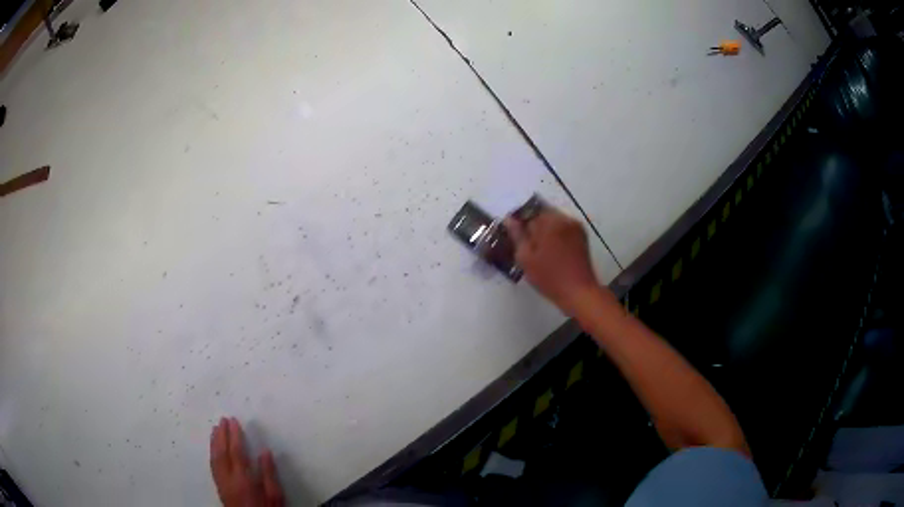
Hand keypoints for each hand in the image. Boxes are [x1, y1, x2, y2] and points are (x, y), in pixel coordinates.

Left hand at [210, 417, 283, 506]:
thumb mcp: (276, 497)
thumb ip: (269, 475)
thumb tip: (265, 452)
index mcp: (243, 479)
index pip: (236, 452)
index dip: (234, 436)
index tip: (233, 421)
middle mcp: (229, 479)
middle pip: (222, 453)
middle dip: (221, 435)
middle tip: (222, 420)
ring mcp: (222, 483)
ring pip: (214, 458)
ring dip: (214, 442)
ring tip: (215, 429)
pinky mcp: (220, 488)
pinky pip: (213, 466)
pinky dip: (212, 454)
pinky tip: (214, 449)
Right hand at [505, 207, 601, 314]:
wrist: (578, 292)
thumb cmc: (549, 277)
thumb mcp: (526, 258)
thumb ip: (517, 236)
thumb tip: (509, 220)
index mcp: (550, 222)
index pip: (529, 213)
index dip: (520, 224)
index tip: (515, 237)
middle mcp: (565, 219)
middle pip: (543, 215)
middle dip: (534, 226)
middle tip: (526, 245)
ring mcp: (576, 227)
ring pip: (554, 222)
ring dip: (545, 231)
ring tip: (539, 250)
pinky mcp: (582, 236)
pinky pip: (564, 228)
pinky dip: (556, 235)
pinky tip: (552, 251)